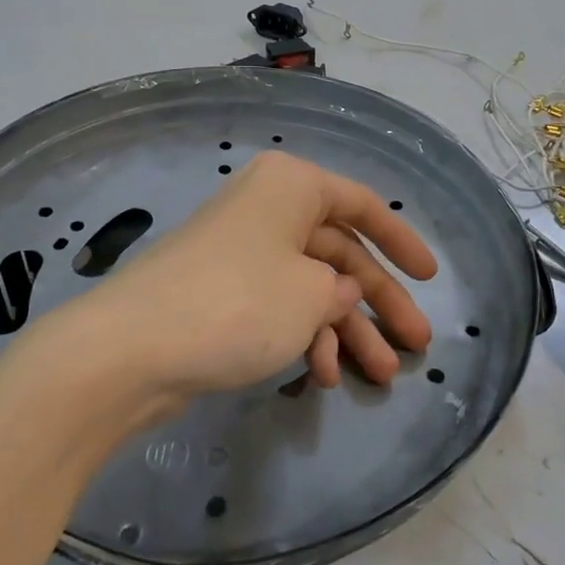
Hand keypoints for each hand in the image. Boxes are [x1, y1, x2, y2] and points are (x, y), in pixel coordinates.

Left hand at [77, 151, 437, 401]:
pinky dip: (304, 338)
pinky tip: (320, 376)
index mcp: (291, 186)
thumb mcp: (311, 295)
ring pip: (311, 286)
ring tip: (379, 377)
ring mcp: (243, 252)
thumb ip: (340, 291)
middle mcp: (268, 210)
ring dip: (346, 330)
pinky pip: (279, 307)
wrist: (133, 348)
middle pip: (340, 253)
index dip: (401, 241)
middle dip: (379, 302)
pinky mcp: (224, 292)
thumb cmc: (239, 302)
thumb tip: (335, 292)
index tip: (431, 277)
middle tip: (416, 346)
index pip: (362, 205)